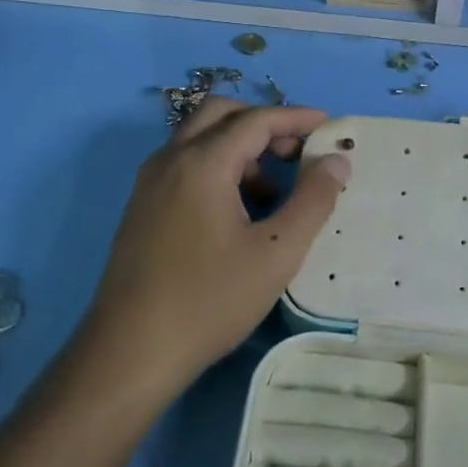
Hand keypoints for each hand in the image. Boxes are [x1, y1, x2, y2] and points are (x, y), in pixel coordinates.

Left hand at [82, 98, 350, 397]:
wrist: (130, 352)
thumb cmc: (210, 300)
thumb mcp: (276, 253)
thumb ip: (312, 200)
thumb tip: (337, 161)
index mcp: (202, 163)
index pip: (256, 119)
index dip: (296, 117)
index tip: (329, 126)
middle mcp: (170, 160)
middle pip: (220, 114)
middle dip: (263, 123)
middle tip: (297, 152)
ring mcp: (150, 183)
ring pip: (199, 139)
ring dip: (240, 147)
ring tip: (274, 190)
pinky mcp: (142, 207)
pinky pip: (185, 165)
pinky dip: (217, 167)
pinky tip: (239, 213)